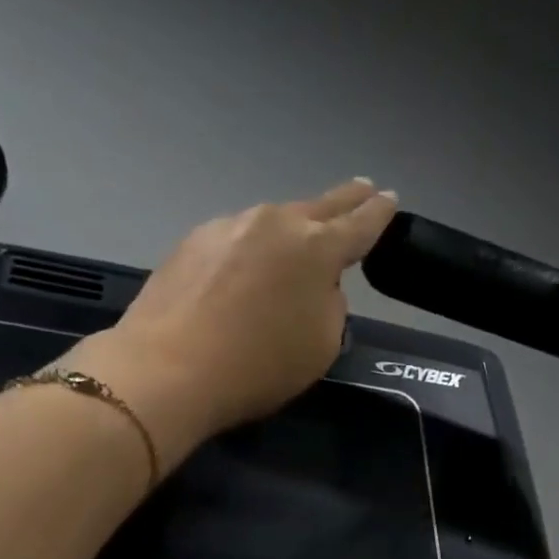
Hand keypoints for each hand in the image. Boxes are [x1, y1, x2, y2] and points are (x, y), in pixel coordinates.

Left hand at [64, 179, 397, 465]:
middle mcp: (274, 224)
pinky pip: (237, 240)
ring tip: (298, 243)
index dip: (378, 214)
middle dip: (345, 200)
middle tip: (362, 189)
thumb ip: (331, 306)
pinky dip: (251, 251)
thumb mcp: (322, 345)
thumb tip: (317, 287)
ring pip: (272, 223)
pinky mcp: (192, 242)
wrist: (169, 368)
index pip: (359, 225)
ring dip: (291, 230)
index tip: (389, 199)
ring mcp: (228, 226)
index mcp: (316, 248)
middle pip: (318, 207)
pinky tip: (246, 272)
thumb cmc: (259, 365)